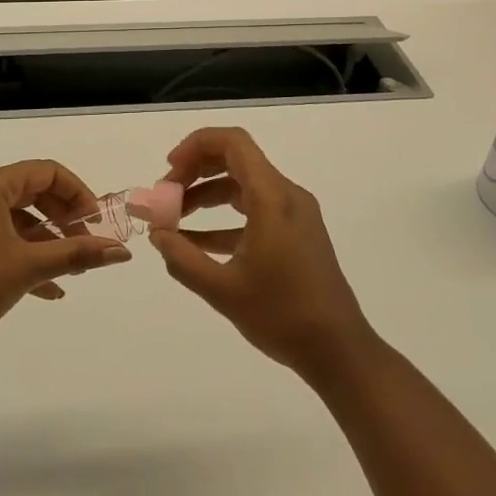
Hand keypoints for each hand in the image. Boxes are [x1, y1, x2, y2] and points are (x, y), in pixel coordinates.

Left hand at [0, 159, 131, 352]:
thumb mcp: (30, 265)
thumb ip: (78, 254)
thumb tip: (122, 252)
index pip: (45, 172)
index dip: (77, 192)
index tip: (96, 221)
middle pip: (34, 193)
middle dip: (65, 219)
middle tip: (87, 244)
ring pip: (20, 219)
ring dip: (50, 240)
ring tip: (74, 269)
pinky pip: (4, 239)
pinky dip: (28, 255)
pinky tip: (51, 289)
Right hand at [150, 128, 374, 383]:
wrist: (339, 351)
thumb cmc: (282, 316)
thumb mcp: (222, 289)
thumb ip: (183, 258)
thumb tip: (156, 234)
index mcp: (272, 198)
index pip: (233, 143)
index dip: (195, 146)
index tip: (168, 171)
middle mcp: (286, 195)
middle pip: (236, 160)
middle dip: (195, 172)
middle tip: (166, 197)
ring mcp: (294, 214)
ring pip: (243, 185)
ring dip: (207, 196)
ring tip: (174, 221)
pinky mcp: (296, 233)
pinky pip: (255, 210)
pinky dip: (224, 219)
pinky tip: (197, 244)